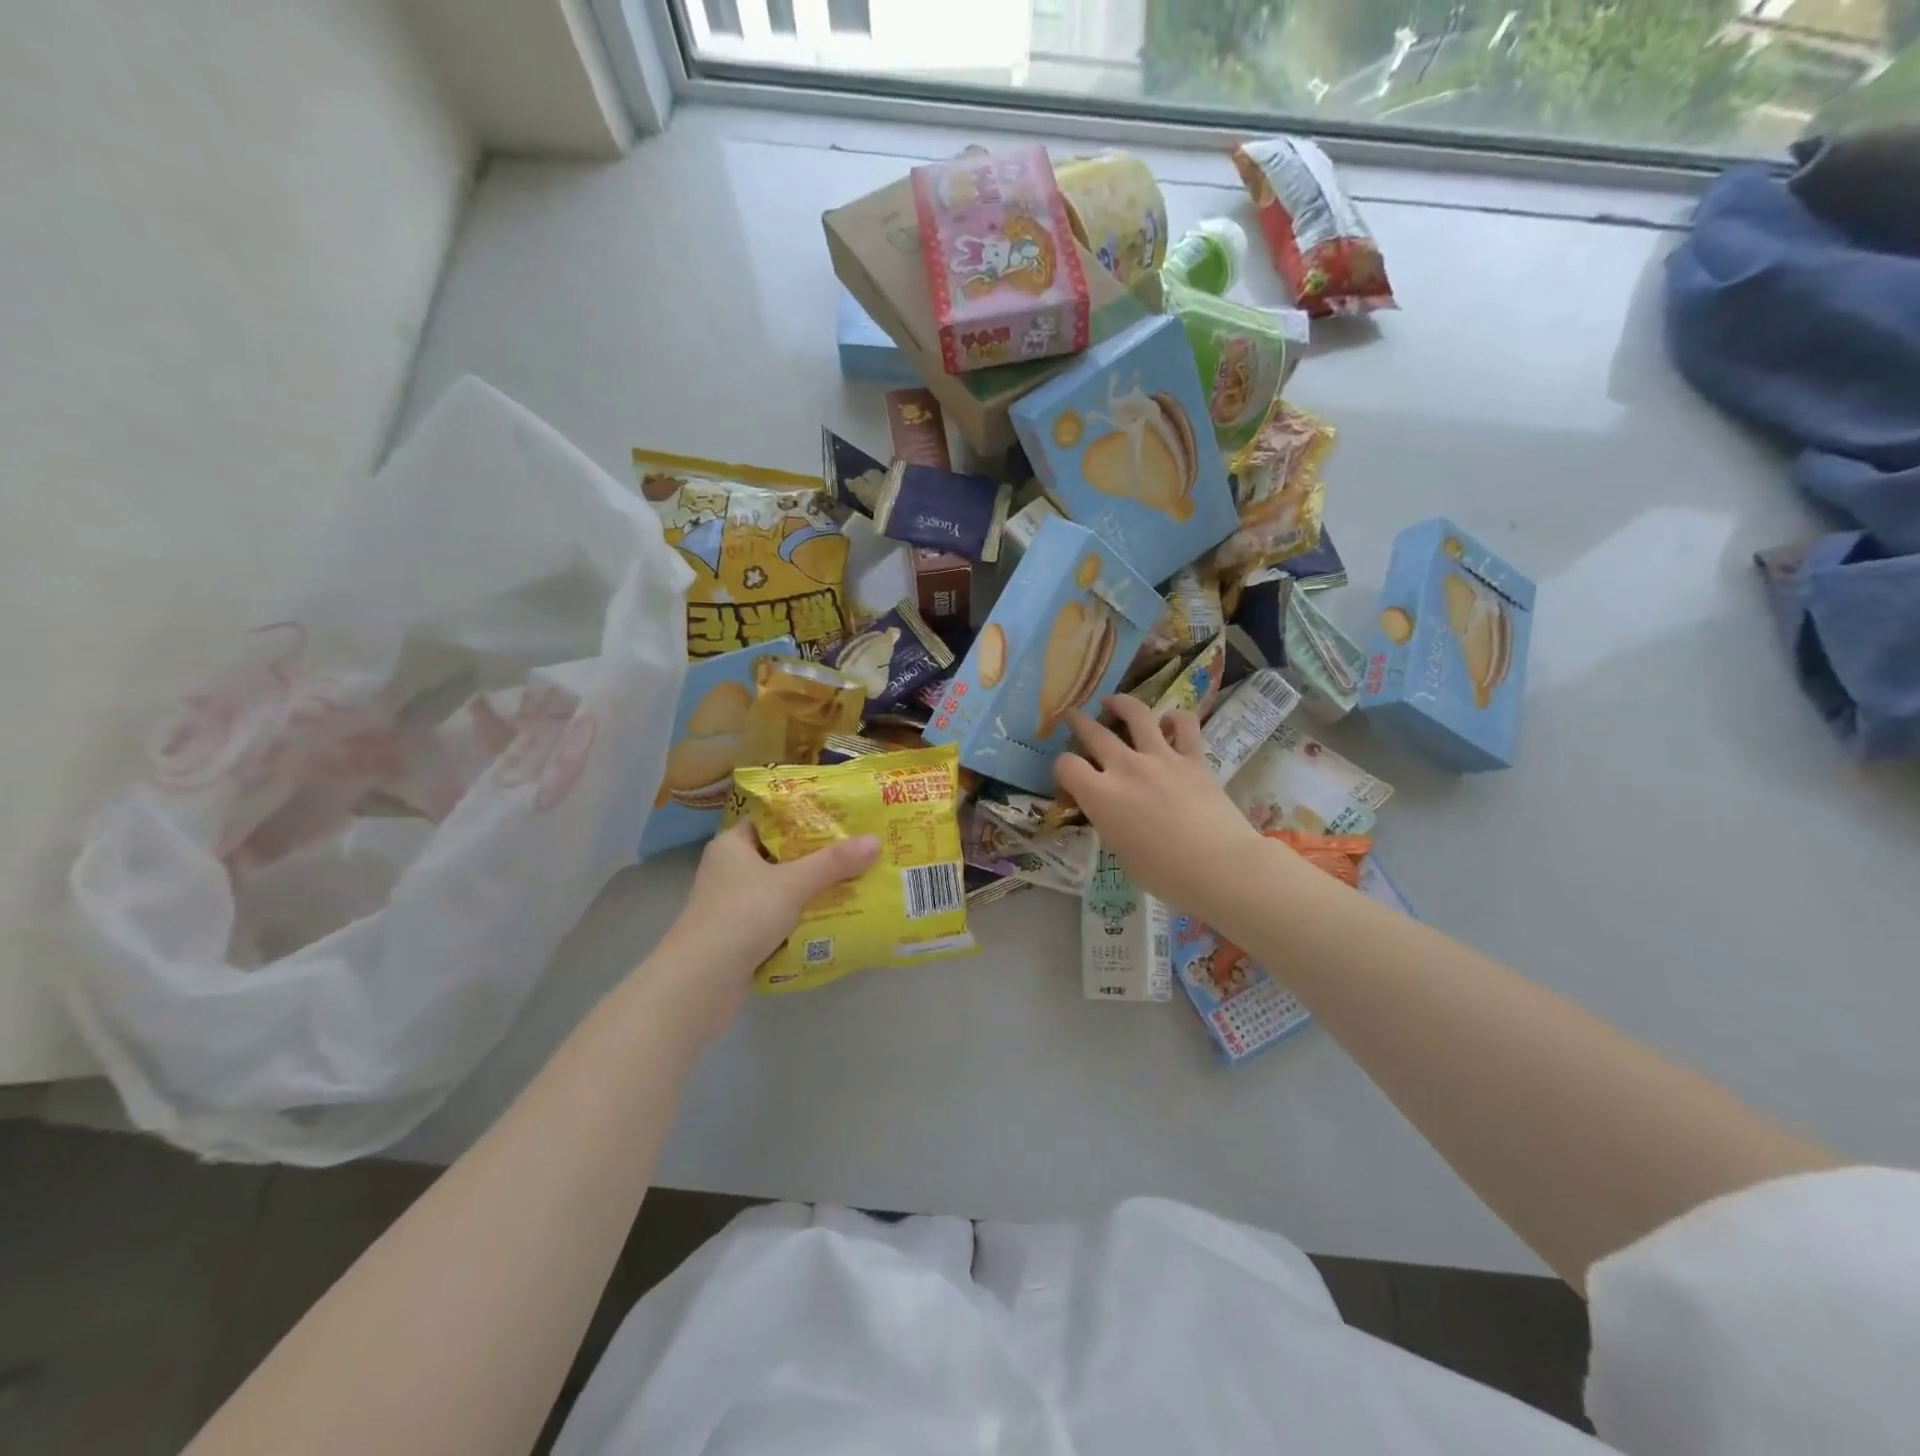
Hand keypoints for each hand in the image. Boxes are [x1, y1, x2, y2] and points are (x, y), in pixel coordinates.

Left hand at [646, 821, 879, 1035]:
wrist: (701, 983)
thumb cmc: (742, 916)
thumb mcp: (793, 883)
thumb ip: (833, 863)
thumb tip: (875, 841)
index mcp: (732, 846)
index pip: (772, 820)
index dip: (805, 817)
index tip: (842, 818)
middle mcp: (729, 871)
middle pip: (781, 856)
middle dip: (818, 858)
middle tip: (858, 851)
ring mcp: (733, 907)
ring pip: (782, 891)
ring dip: (813, 892)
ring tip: (856, 883)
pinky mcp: (740, 938)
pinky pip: (779, 921)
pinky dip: (802, 921)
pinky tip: (834, 921)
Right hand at [1056, 696, 1267, 921]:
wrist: (1220, 867)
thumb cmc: (1164, 874)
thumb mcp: (1120, 851)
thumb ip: (1109, 821)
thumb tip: (1111, 810)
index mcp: (1101, 795)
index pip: (1066, 766)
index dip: (1062, 769)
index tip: (1068, 778)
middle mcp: (1126, 767)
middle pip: (1093, 733)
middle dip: (1077, 722)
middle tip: (1072, 715)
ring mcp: (1161, 758)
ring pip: (1136, 714)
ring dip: (1121, 704)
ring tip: (1113, 701)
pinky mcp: (1193, 758)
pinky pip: (1184, 726)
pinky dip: (1175, 718)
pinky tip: (1169, 720)